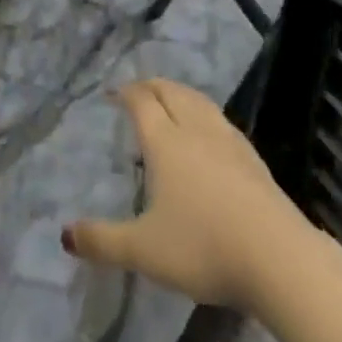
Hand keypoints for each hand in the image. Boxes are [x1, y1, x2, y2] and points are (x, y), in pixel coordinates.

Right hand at [63, 79, 317, 311]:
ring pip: (198, 101)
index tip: (113, 92)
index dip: (125, 92)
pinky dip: (204, 114)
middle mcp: (195, 129)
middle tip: (138, 91)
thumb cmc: (203, 247)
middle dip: (151, 86)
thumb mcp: (144, 251)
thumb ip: (103, 242)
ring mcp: (227, 140)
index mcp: (165, 141)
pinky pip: (220, 120)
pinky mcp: (252, 157)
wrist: (277, 256)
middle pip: (170, 91)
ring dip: (179, 94)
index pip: (141, 101)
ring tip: (171, 102)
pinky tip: (209, 134)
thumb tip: (64, 234)